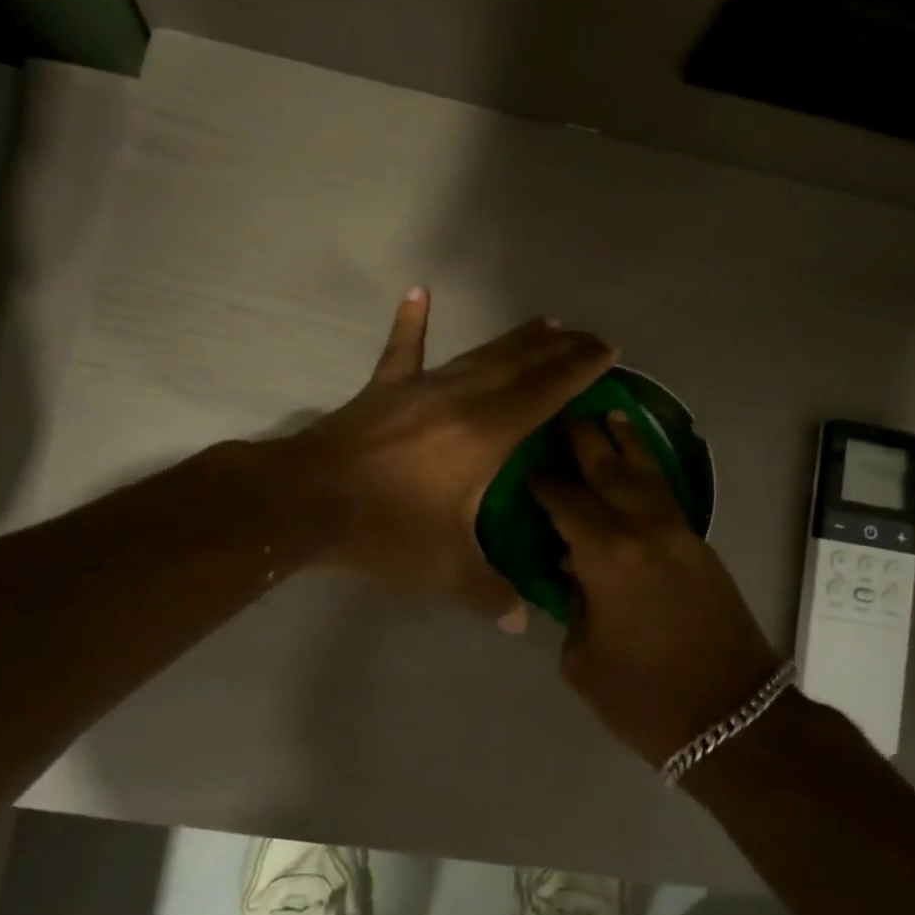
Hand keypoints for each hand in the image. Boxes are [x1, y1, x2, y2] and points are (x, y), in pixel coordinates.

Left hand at [291, 288, 616, 627]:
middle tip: (590, 336)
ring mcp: (420, 388)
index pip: (546, 392)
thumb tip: (521, 622)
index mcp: (486, 434)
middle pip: (521, 364)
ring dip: (515, 340)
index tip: (609, 350)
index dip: (580, 369)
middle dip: (560, 349)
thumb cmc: (384, 530)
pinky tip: (419, 292)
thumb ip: (489, 593)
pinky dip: (412, 322)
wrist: (306, 501)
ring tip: (546, 323)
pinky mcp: (384, 390)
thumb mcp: (445, 570)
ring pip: (479, 354)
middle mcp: (461, 398)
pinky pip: (403, 350)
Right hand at [532, 413, 782, 764]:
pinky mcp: (701, 546)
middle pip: (609, 471)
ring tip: (610, 415)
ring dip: (626, 443)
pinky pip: (666, 495)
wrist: (734, 717)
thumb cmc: (645, 698)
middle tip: (565, 415)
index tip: (528, 465)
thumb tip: (575, 575)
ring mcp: (679, 534)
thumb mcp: (584, 660)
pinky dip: (648, 473)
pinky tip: (638, 467)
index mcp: (608, 557)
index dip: (545, 482)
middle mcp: (644, 531)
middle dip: (585, 441)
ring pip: (647, 474)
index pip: (567, 502)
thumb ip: (574, 607)